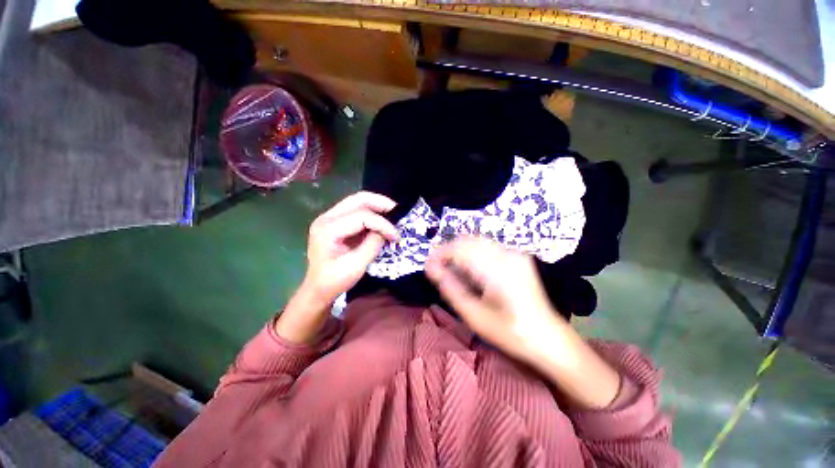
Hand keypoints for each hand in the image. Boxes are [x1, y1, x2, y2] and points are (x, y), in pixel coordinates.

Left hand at [302, 191, 397, 303]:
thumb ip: (373, 245)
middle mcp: (326, 218)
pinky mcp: (335, 222)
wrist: (317, 289)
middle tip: (398, 212)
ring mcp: (329, 218)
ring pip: (358, 201)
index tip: (396, 236)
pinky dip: (372, 213)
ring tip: (393, 215)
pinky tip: (382, 221)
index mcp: (327, 229)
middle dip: (381, 203)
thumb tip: (387, 231)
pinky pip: (356, 210)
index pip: (361, 216)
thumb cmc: (334, 281)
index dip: (382, 224)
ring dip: (377, 206)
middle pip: (358, 199)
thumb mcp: (356, 266)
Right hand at [425, 237, 621, 407]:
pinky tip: (470, 271)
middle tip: (438, 269)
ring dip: (460, 252)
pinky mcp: (518, 257)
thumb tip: (431, 269)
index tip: (428, 265)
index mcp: (497, 269)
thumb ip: (451, 288)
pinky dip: (473, 255)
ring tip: (451, 270)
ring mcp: (515, 254)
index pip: (461, 249)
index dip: (440, 254)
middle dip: (449, 251)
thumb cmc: (510, 333)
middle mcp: (507, 254)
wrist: (549, 338)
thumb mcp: (474, 316)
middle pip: (469, 240)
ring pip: (477, 242)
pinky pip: (488, 248)